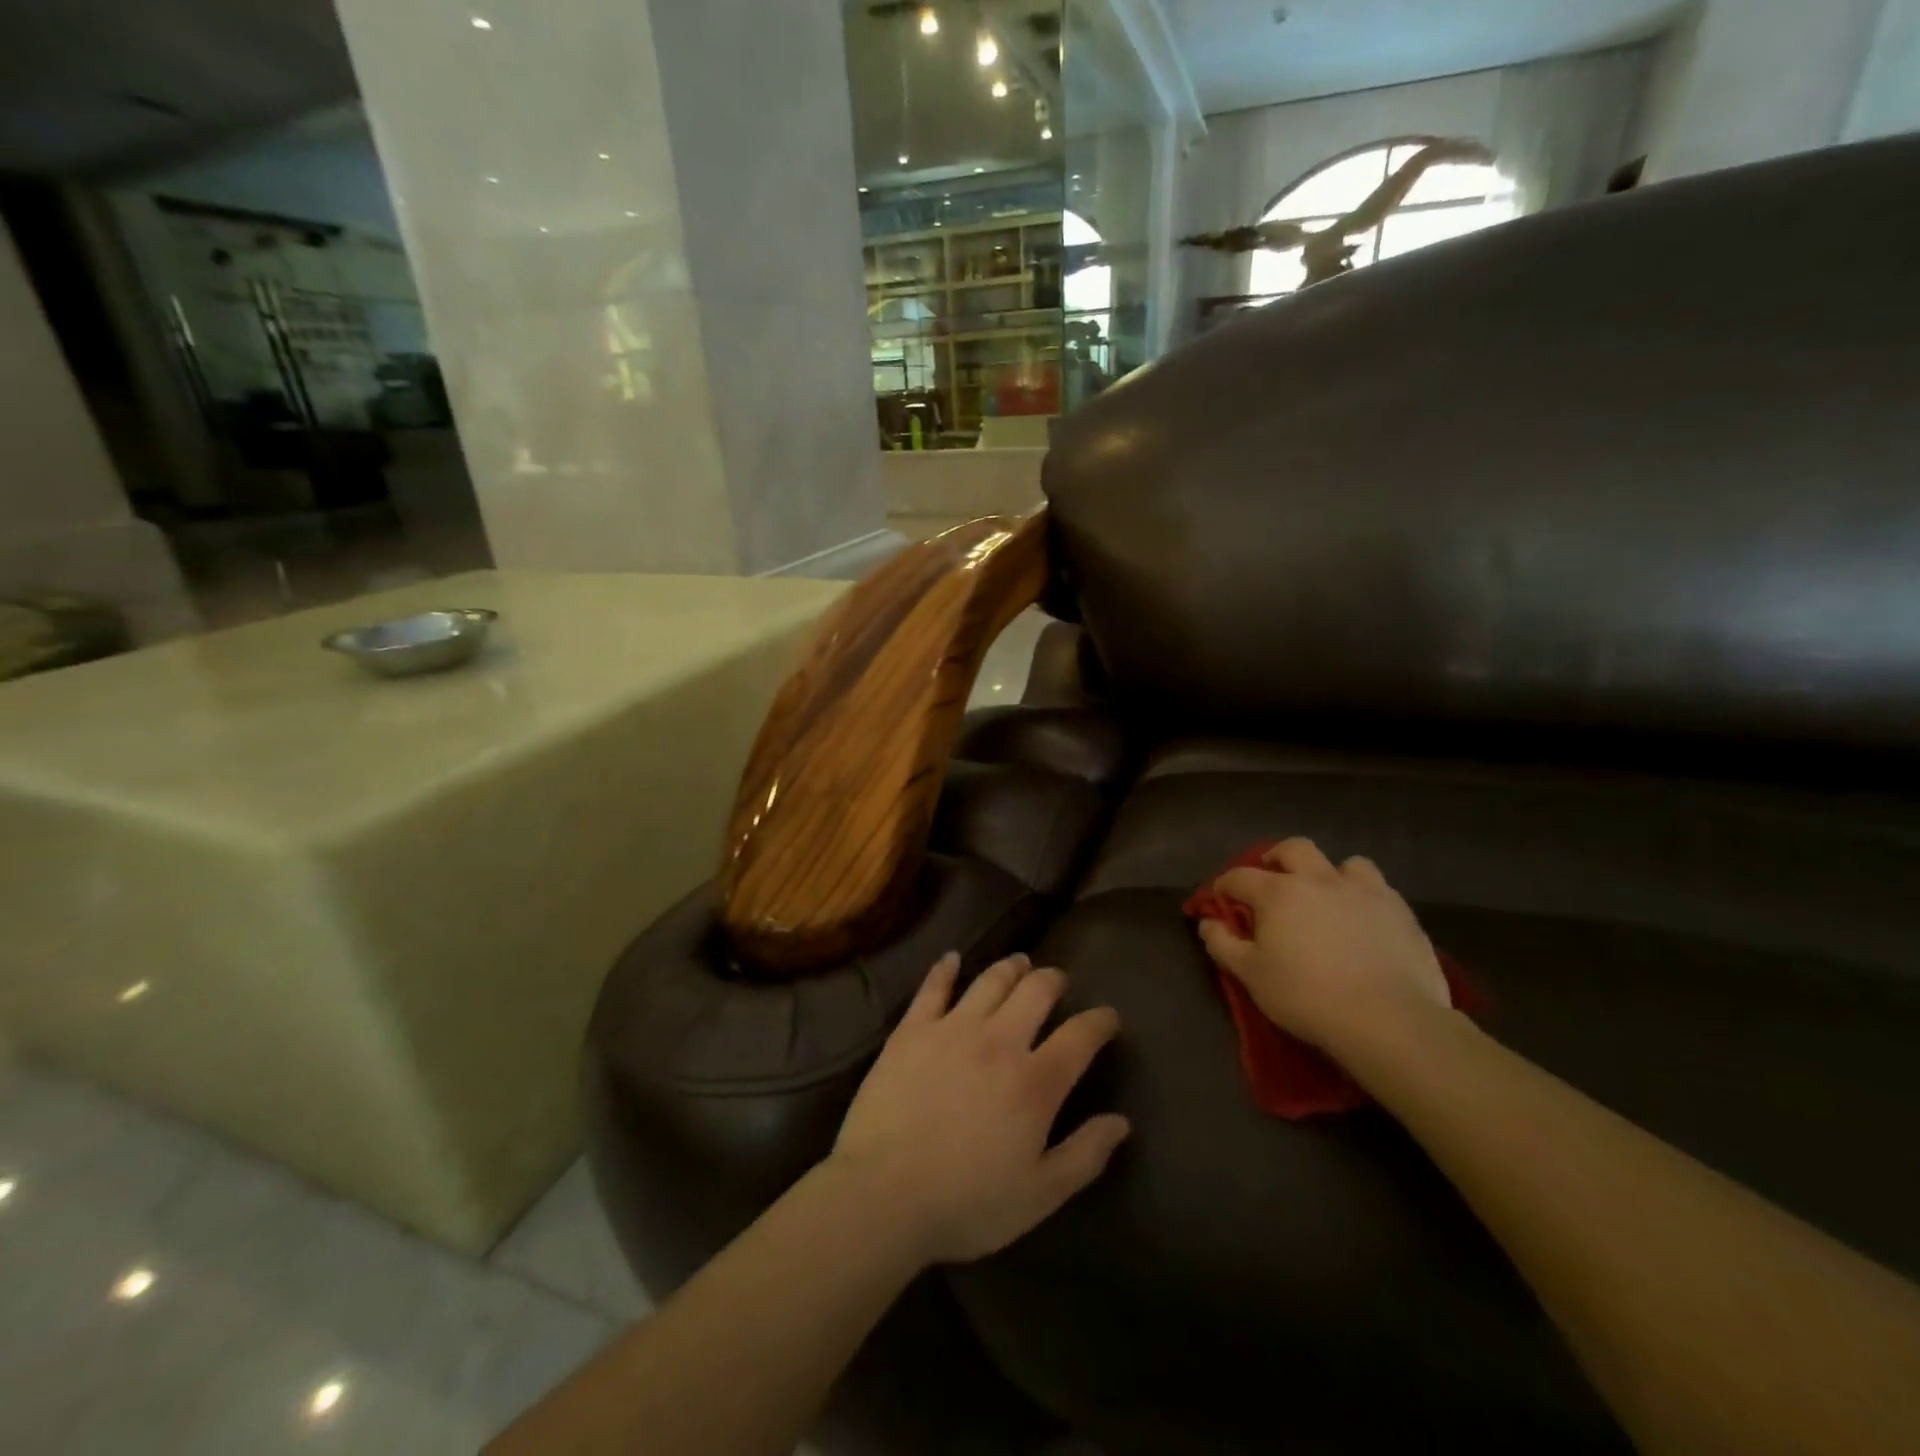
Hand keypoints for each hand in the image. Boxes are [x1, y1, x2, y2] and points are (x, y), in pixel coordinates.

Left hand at [827, 952, 1129, 1265]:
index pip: (1080, 1036)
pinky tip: (951, 959)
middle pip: (1035, 991)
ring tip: (1020, 963)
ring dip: (1011, 967)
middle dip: (1054, 980)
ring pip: (990, 980)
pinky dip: (945, 969)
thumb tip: (1121, 1122)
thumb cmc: (966, 1203)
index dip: (1100, 1021)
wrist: (883, 1195)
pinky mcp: (912, 1030)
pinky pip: (933, 988)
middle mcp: (998, 1041)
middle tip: (1058, 981)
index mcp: (1034, 1082)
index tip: (1109, 1017)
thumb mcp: (1039, 1196)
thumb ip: (1084, 1155)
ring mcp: (952, 1029)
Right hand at [1198, 838, 1451, 1056]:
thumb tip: (1208, 921)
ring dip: (1330, 874)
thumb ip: (1223, 944)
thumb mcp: (1250, 975)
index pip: (1241, 876)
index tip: (1221, 899)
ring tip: (1328, 897)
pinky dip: (1364, 897)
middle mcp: (1320, 880)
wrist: (1388, 1020)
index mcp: (1279, 892)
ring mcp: (1365, 892)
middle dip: (1277, 858)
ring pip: (1346, 863)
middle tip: (1272, 879)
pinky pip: (1379, 889)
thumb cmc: (1307, 996)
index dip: (1225, 885)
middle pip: (1294, 849)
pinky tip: (1363, 921)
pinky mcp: (1401, 911)